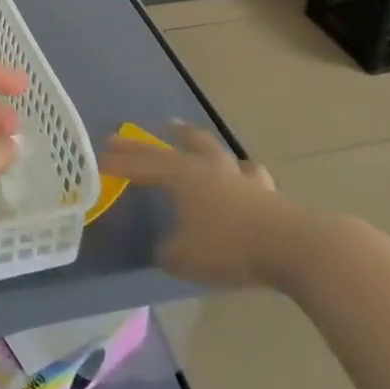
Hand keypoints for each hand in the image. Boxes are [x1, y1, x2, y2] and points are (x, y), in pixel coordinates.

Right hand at [99, 123, 282, 289]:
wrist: (293, 245)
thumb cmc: (229, 248)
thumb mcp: (184, 258)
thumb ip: (166, 252)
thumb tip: (161, 247)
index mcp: (182, 177)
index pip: (142, 166)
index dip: (118, 163)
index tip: (96, 159)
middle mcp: (207, 167)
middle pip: (170, 148)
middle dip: (143, 144)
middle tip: (121, 136)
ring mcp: (238, 175)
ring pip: (210, 148)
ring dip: (191, 139)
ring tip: (181, 130)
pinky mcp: (265, 190)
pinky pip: (246, 172)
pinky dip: (236, 170)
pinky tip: (239, 173)